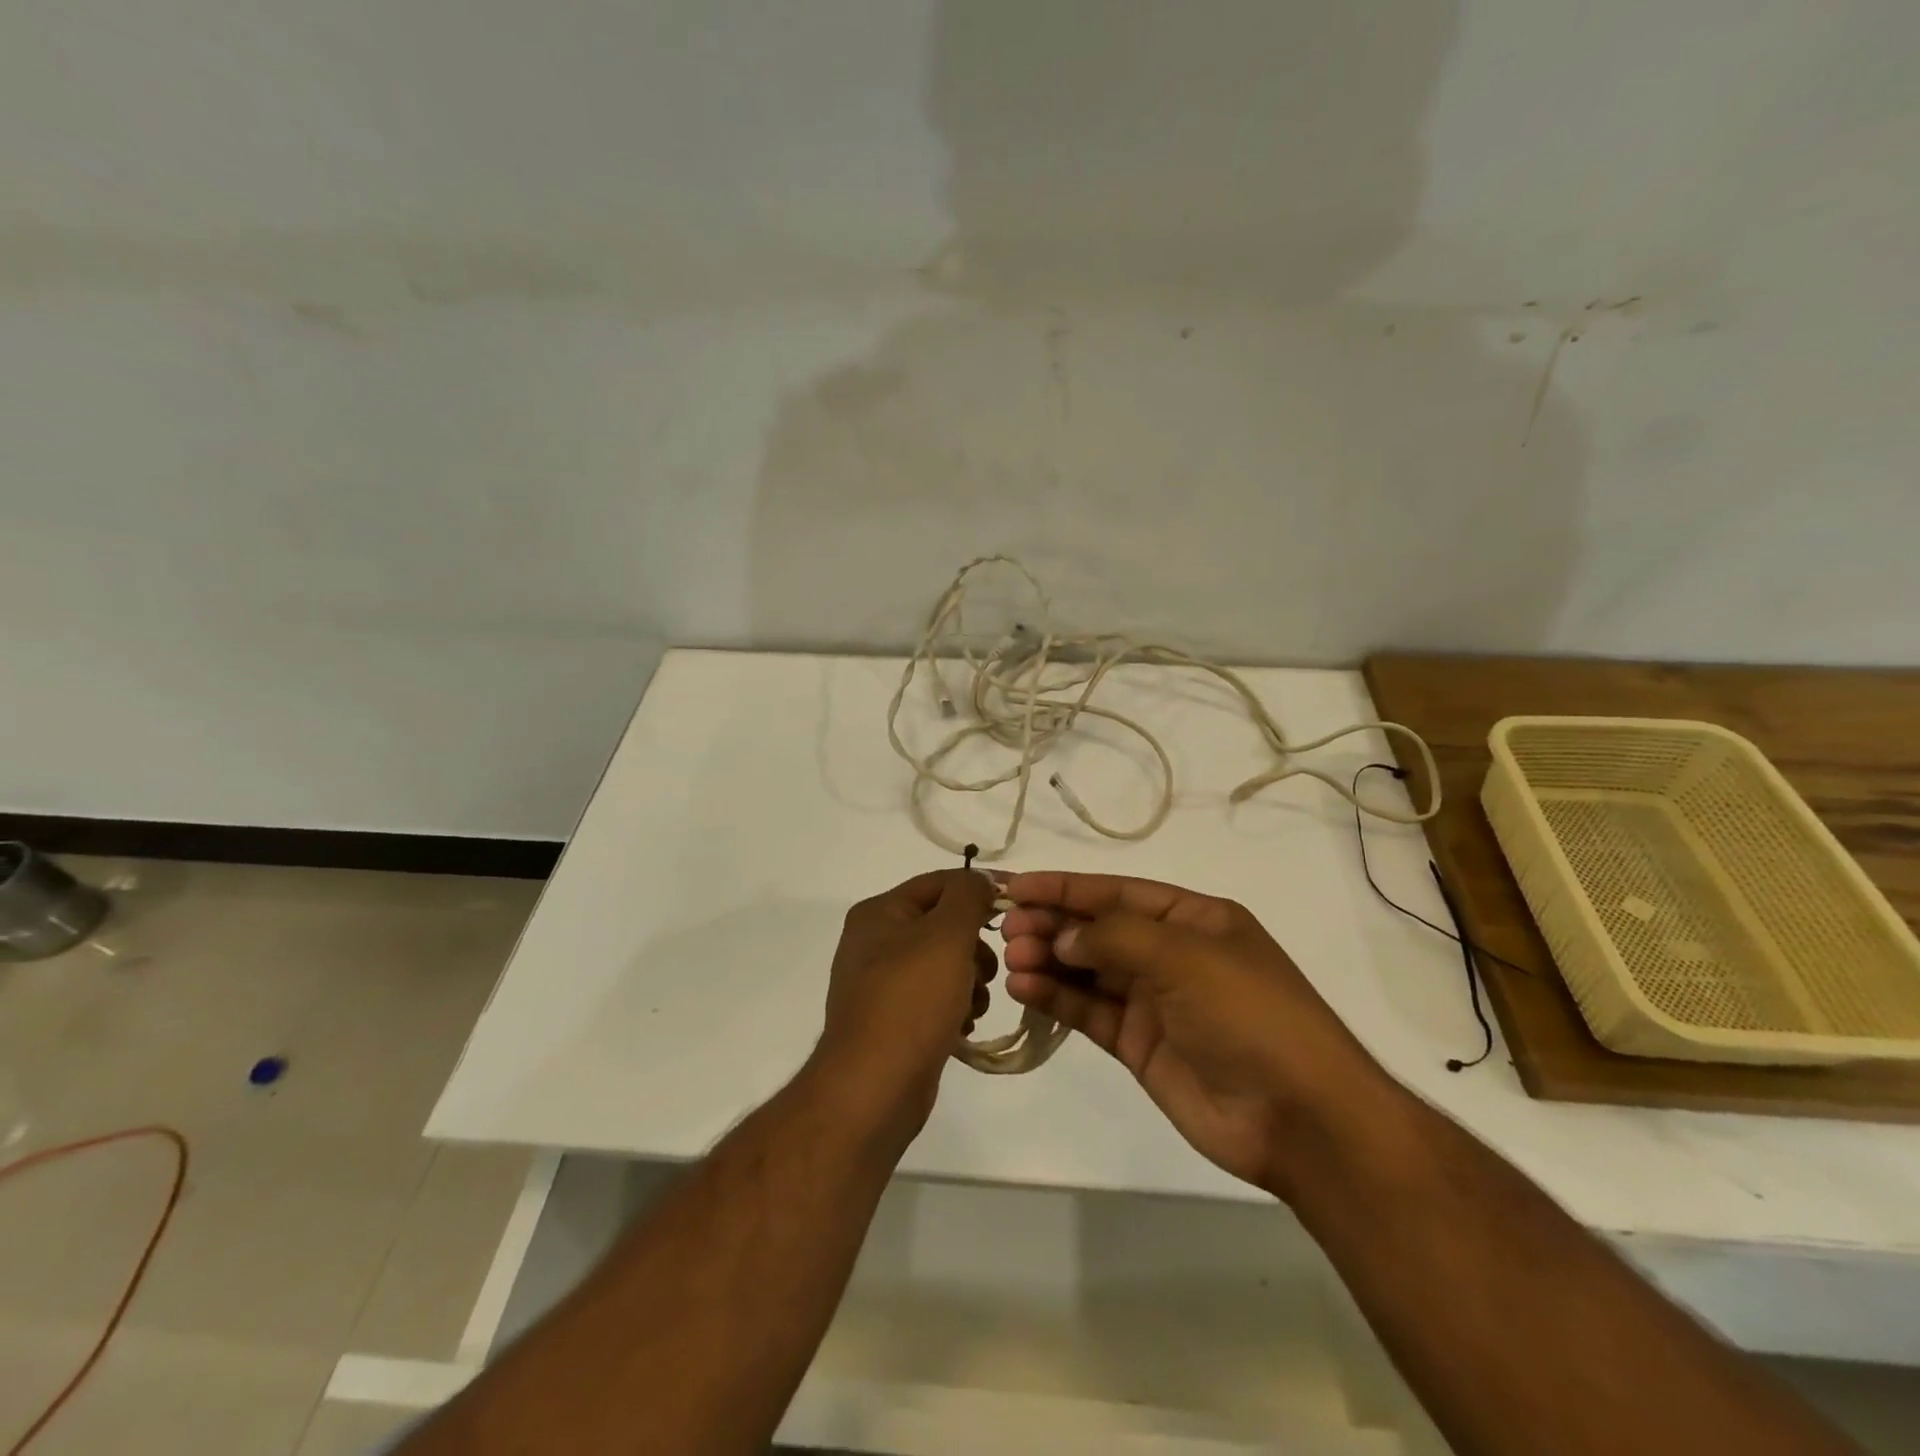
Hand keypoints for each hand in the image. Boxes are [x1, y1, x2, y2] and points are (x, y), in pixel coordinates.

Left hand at [813, 870, 997, 1147]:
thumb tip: (980, 880)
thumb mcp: (946, 934)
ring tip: (973, 1006)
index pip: (939, 883)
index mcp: (879, 912)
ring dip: (969, 981)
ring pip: (943, 964)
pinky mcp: (892, 1020)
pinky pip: (935, 999)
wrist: (873, 1087)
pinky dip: (955, 1007)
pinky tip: (962, 1027)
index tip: (1019, 906)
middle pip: (943, 925)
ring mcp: (881, 984)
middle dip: (974, 946)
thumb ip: (968, 896)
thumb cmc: (911, 1000)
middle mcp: (874, 942)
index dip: (980, 889)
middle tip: (986, 970)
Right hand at [1001, 872, 1396, 1196]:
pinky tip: (1025, 989)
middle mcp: (1171, 953)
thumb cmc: (1248, 1015)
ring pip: (1088, 970)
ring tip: (1009, 959)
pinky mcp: (1140, 1044)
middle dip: (1052, 924)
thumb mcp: (1185, 957)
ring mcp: (1154, 1001)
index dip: (1065, 886)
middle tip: (1007, 928)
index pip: (1117, 891)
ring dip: (1048, 960)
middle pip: (1098, 929)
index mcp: (1194, 919)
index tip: (1015, 886)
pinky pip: (1090, 1011)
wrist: (1298, 1118)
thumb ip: (1116, 937)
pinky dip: (1057, 998)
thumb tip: (1063, 936)